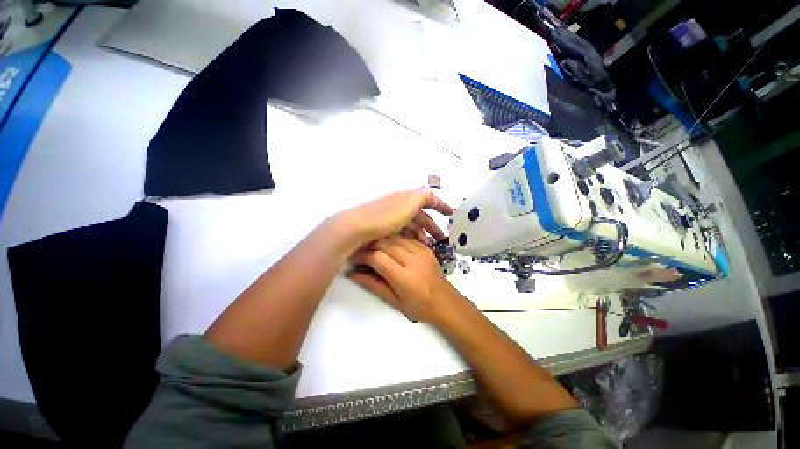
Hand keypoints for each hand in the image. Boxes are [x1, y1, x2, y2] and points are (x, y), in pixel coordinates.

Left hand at [335, 188, 452, 246]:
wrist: (356, 228)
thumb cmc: (386, 216)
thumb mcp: (408, 203)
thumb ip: (423, 196)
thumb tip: (432, 193)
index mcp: (405, 198)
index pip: (427, 199)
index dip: (440, 206)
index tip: (451, 215)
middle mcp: (398, 205)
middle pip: (419, 215)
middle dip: (431, 225)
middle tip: (440, 239)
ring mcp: (389, 217)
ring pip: (410, 225)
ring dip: (421, 233)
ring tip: (426, 246)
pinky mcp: (382, 228)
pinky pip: (401, 232)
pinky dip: (409, 237)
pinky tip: (411, 246)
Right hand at [347, 235, 468, 322]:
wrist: (446, 302)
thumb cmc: (419, 308)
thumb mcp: (394, 301)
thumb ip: (373, 285)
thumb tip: (352, 274)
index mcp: (405, 277)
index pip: (377, 258)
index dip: (362, 256)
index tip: (353, 258)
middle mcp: (413, 260)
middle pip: (385, 243)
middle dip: (369, 245)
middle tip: (359, 251)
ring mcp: (421, 251)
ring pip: (395, 237)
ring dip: (380, 240)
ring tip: (371, 247)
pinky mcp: (426, 247)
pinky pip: (406, 237)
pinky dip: (393, 238)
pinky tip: (387, 244)